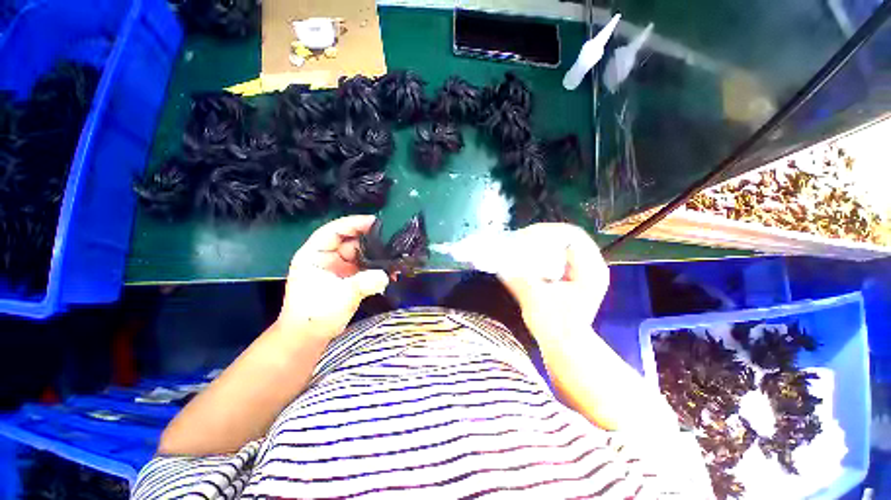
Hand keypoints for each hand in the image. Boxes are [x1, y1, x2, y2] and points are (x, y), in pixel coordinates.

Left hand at [277, 215, 388, 340]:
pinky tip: (391, 272)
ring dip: (377, 255)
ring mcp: (339, 267)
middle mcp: (327, 257)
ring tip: (395, 255)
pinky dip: (377, 268)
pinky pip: (365, 267)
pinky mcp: (348, 277)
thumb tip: (387, 275)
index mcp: (314, 254)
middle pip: (351, 240)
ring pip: (361, 253)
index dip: (353, 223)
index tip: (375, 221)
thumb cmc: (315, 315)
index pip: (333, 231)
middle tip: (393, 239)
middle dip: (372, 239)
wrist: (309, 337)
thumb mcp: (339, 297)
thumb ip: (363, 283)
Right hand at [497, 223, 608, 341]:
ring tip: (522, 246)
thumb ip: (518, 279)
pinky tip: (529, 257)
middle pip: (566, 237)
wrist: (565, 347)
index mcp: (590, 271)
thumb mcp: (535, 300)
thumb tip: (499, 262)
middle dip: (541, 235)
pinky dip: (542, 252)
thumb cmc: (555, 327)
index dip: (547, 231)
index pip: (571, 235)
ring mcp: (583, 271)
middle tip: (520, 240)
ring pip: (561, 245)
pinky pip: (558, 254)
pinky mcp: (573, 276)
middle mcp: (591, 267)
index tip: (525, 236)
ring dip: (541, 243)